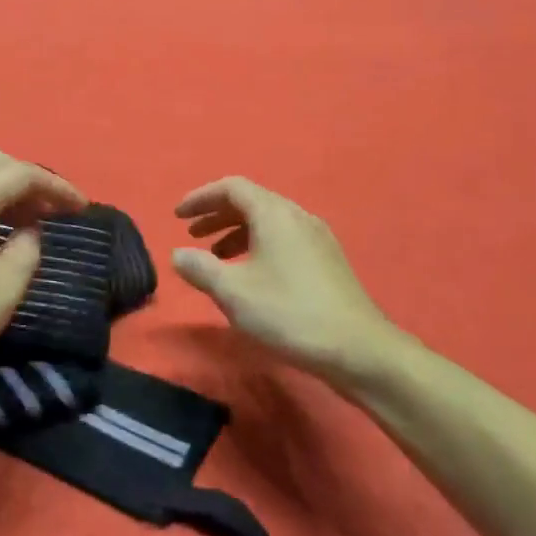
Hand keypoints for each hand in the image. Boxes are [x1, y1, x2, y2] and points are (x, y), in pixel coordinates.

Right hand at [171, 177, 400, 383]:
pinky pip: (284, 240)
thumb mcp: (233, 292)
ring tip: (216, 259)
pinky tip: (251, 276)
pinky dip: (258, 247)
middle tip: (192, 236)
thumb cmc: (289, 312)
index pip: (232, 187)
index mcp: (274, 214)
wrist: (357, 348)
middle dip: (217, 216)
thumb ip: (200, 268)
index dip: (201, 197)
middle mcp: (297, 216)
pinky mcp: (327, 262)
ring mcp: (317, 239)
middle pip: (251, 202)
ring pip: (269, 223)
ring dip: (236, 234)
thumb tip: (178, 254)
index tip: (178, 216)